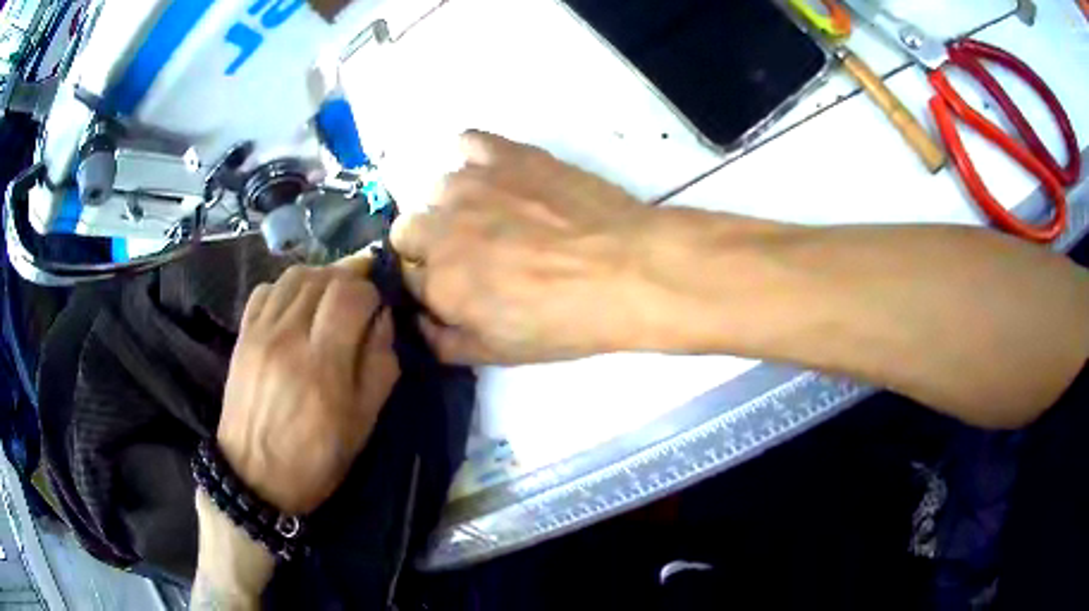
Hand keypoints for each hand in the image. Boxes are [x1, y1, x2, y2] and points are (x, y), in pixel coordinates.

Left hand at [217, 260, 398, 514]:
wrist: (254, 477)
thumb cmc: (315, 458)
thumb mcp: (363, 423)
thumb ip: (380, 366)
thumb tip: (382, 319)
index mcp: (324, 364)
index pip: (352, 293)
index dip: (371, 293)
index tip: (376, 310)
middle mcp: (290, 337)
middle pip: (324, 277)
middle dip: (349, 280)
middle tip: (357, 302)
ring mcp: (261, 332)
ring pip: (295, 275)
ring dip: (319, 279)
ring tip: (328, 299)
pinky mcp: (243, 335)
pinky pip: (266, 289)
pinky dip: (287, 288)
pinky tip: (295, 308)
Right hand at [391, 131, 655, 363]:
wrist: (626, 268)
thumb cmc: (566, 320)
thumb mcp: (500, 354)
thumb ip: (445, 343)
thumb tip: (421, 323)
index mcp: (437, 282)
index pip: (408, 279)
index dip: (432, 286)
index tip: (458, 288)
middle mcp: (440, 228)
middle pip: (408, 230)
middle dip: (429, 245)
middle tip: (475, 255)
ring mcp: (471, 184)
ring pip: (437, 189)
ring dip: (455, 205)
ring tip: (497, 216)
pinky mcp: (505, 154)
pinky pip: (467, 142)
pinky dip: (473, 157)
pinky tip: (496, 174)